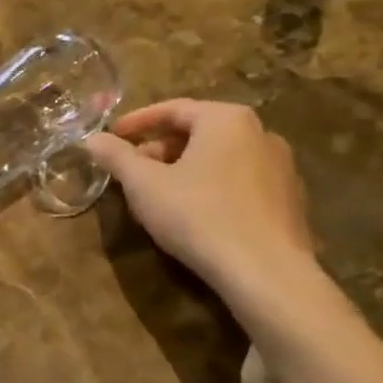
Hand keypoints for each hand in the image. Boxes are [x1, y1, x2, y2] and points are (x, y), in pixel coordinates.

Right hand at [84, 99, 314, 297]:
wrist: (266, 273)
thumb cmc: (199, 216)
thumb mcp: (144, 185)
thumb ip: (116, 157)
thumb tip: (93, 139)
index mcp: (226, 119)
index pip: (173, 109)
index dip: (137, 122)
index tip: (113, 136)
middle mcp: (260, 133)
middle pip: (198, 132)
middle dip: (160, 150)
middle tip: (132, 171)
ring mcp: (281, 167)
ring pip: (219, 158)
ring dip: (184, 170)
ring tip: (158, 195)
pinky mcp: (289, 201)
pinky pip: (239, 182)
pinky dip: (211, 188)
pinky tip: (194, 215)